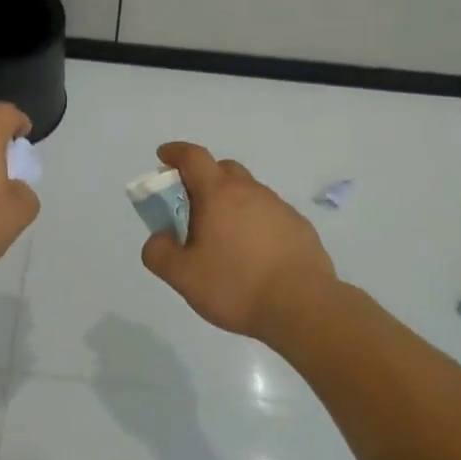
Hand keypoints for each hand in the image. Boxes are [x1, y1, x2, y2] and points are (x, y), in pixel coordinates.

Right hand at [140, 142, 336, 340]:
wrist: (303, 306)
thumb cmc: (236, 286)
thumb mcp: (183, 276)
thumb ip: (160, 253)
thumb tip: (158, 238)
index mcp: (218, 194)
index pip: (193, 157)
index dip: (176, 152)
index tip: (163, 156)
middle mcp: (250, 191)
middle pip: (223, 170)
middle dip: (204, 178)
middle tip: (192, 206)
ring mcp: (278, 206)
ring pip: (248, 192)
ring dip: (231, 203)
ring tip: (224, 238)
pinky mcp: (299, 226)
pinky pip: (269, 213)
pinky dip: (255, 222)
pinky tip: (254, 254)